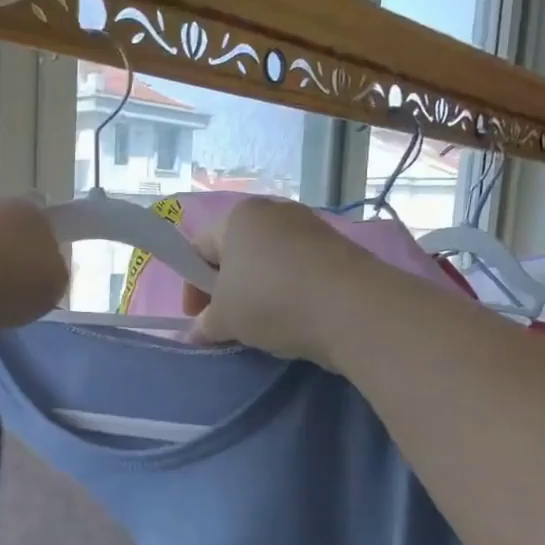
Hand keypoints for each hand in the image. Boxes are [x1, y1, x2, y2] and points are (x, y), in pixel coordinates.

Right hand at [181, 198, 379, 367]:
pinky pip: (299, 272)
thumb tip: (197, 331)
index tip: (198, 318)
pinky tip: (294, 319)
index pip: (198, 248)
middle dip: (226, 290)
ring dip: (258, 293)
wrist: (352, 309)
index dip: (192, 287)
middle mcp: (273, 212)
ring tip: (263, 326)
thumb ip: (205, 324)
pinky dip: (289, 293)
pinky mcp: (337, 249)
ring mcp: (309, 227)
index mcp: (237, 217)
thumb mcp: (225, 319)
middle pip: (236, 254)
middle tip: (227, 324)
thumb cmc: (272, 301)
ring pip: (269, 264)